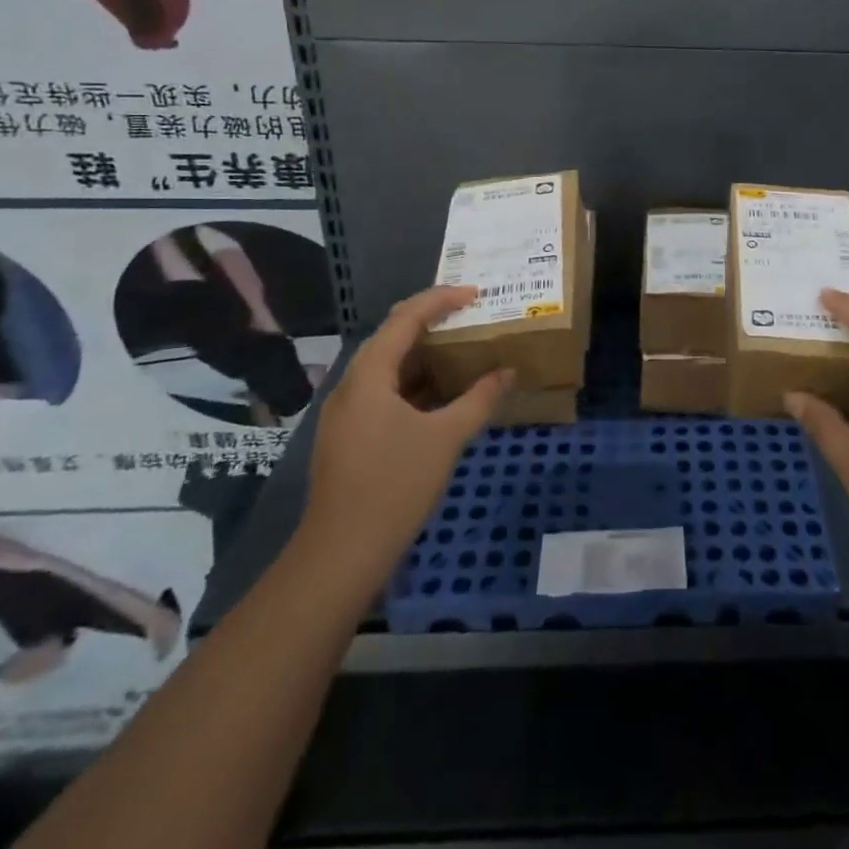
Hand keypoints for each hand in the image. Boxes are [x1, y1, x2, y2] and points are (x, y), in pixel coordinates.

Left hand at [301, 286, 508, 569]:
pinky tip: (439, 394)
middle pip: (391, 336)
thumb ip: (479, 399)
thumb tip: (508, 371)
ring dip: (422, 353)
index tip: (475, 293)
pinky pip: (383, 391)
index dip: (440, 300)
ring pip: (386, 366)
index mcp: (369, 376)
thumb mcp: (446, 438)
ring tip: (460, 348)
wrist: (340, 554)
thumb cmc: (394, 486)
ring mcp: (345, 413)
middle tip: (468, 315)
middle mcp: (351, 386)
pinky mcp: (348, 436)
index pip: (405, 319)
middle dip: (430, 321)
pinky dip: (412, 382)